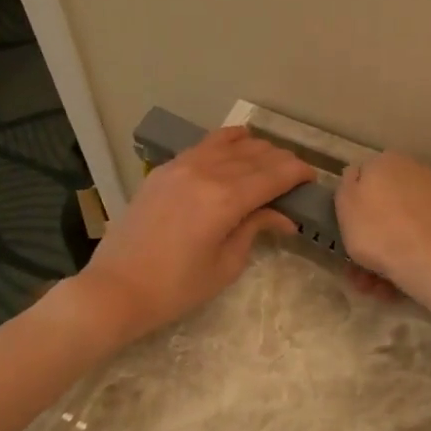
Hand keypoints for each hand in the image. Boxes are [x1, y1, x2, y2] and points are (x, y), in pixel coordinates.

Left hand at [75, 126, 315, 340]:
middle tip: (296, 178)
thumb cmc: (176, 288)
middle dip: (282, 162)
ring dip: (257, 149)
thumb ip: (255, 230)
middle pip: (257, 155)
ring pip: (231, 143)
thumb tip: (282, 216)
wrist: (116, 288)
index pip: (275, 174)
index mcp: (226, 198)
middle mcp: (206, 171)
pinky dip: (227, 142)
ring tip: (270, 163)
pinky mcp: (164, 170)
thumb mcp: (225, 265)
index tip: (313, 180)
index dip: (300, 173)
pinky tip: (238, 144)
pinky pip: (204, 145)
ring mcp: (181, 165)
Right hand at [335, 153, 430, 309]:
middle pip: (389, 208)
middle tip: (364, 274)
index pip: (364, 183)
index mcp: (387, 163)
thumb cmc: (383, 236)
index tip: (350, 239)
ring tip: (386, 289)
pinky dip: (425, 253)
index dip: (354, 214)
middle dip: (375, 240)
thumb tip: (357, 175)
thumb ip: (347, 186)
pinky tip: (416, 277)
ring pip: (411, 226)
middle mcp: (419, 170)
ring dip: (394, 255)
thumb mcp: (345, 209)